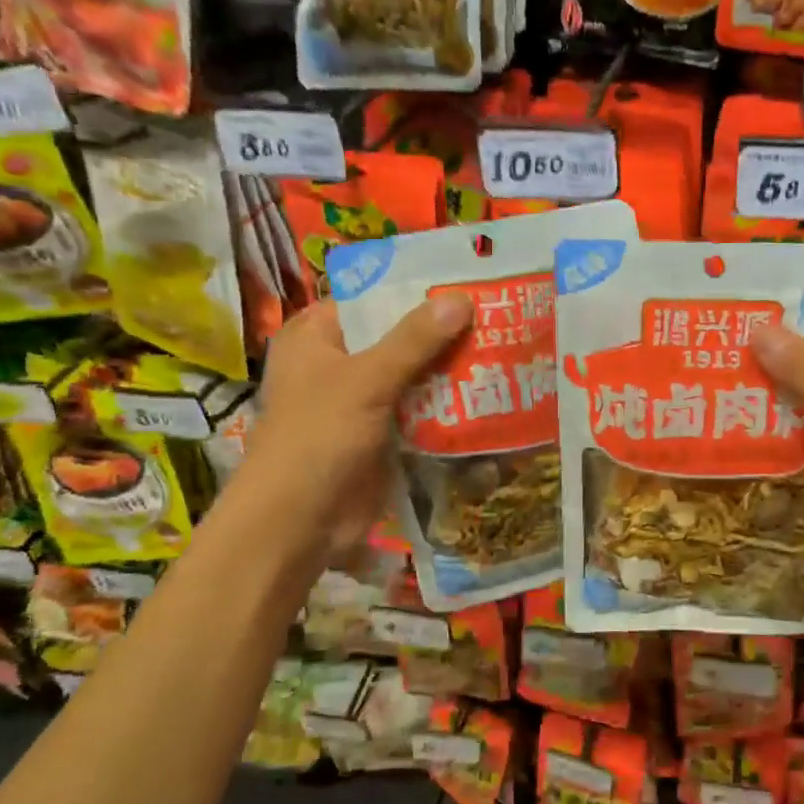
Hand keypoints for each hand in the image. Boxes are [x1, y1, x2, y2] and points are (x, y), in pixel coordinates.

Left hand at [243, 294, 473, 554]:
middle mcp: (338, 362)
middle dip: (443, 331)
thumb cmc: (318, 438)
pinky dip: (448, 403)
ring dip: (451, 368)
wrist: (299, 523)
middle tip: (497, 312)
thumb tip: (461, 298)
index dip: (416, 289)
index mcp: (317, 336)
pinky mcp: (382, 434)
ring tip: (504, 345)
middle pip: (397, 336)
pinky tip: (490, 391)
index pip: (372, 297)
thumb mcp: (366, 380)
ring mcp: (361, 401)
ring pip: (414, 374)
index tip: (465, 280)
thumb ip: (414, 340)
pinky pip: (420, 409)